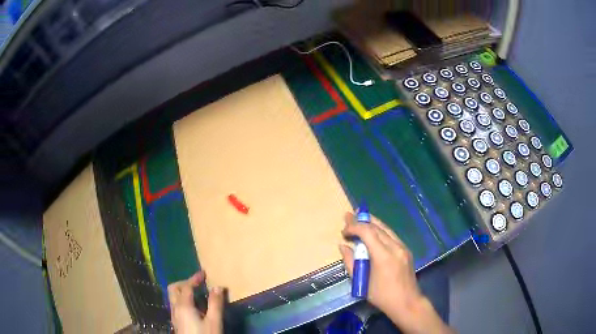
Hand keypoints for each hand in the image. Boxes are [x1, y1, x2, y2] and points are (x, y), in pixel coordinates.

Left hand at [168, 271, 223, 333]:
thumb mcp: (214, 321)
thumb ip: (215, 303)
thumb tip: (217, 287)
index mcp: (183, 306)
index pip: (186, 287)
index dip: (195, 278)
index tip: (204, 274)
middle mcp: (175, 308)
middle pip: (174, 289)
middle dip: (184, 283)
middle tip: (198, 284)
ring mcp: (174, 315)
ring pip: (173, 297)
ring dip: (183, 291)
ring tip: (198, 295)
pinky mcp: (176, 322)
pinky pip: (176, 305)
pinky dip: (183, 300)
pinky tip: (195, 308)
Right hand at [339, 213, 453, 333]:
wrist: (407, 302)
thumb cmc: (382, 296)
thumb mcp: (361, 282)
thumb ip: (350, 262)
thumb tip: (343, 246)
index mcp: (383, 255)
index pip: (367, 232)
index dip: (354, 227)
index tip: (343, 230)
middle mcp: (395, 247)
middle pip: (377, 227)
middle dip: (361, 221)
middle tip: (348, 216)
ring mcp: (403, 247)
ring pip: (386, 229)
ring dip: (372, 223)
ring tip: (359, 217)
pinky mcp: (406, 250)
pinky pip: (392, 235)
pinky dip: (380, 231)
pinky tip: (373, 232)